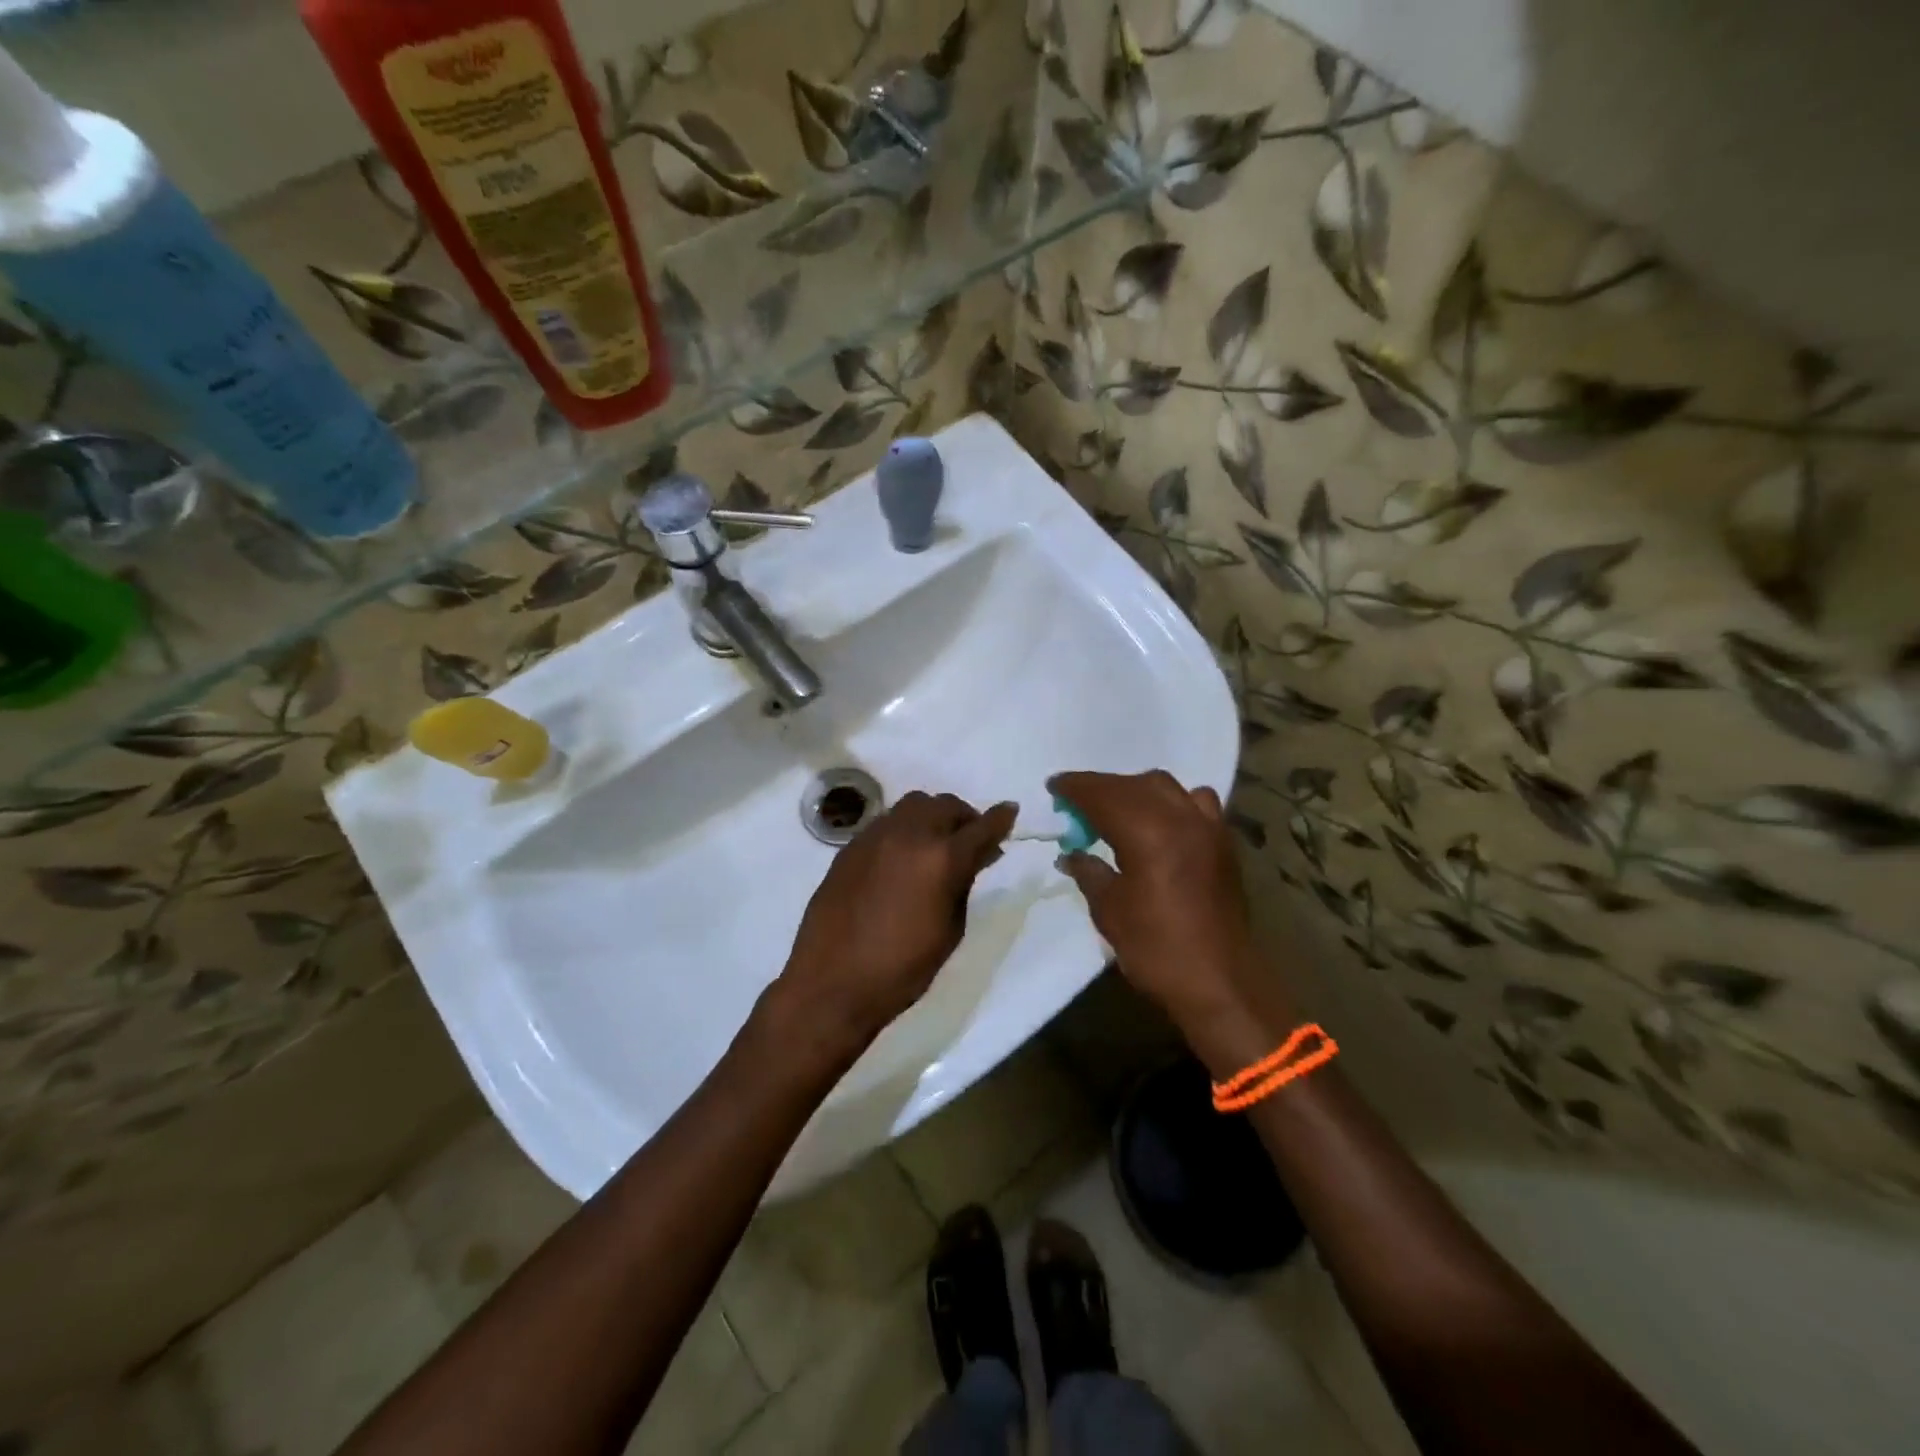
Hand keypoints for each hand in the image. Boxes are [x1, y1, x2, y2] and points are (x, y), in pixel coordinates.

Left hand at [773, 791, 1016, 1054]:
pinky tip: (902, 857)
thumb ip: (963, 885)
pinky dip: (904, 829)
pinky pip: (885, 822)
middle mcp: (909, 835)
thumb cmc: (902, 968)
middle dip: (964, 817)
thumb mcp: (950, 930)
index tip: (1010, 811)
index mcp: (941, 859)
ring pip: (913, 805)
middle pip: (945, 805)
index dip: (1000, 818)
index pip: (981, 827)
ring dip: (932, 817)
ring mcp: (875, 836)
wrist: (832, 982)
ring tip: (934, 843)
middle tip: (970, 839)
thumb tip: (973, 859)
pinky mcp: (850, 846)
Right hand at [1049, 771, 1270, 1040]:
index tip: (1053, 787)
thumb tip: (1071, 854)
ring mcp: (1206, 827)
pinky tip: (1161, 822)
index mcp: (1146, 832)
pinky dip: (1171, 801)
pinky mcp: (1223, 842)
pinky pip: (1195, 802)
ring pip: (1165, 787)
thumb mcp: (1110, 911)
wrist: (1220, 982)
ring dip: (1135, 789)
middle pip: (1132, 784)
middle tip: (1075, 801)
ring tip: (1116, 809)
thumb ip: (1089, 872)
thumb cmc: (1156, 949)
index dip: (1075, 787)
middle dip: (1100, 787)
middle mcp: (1179, 818)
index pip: (1102, 794)